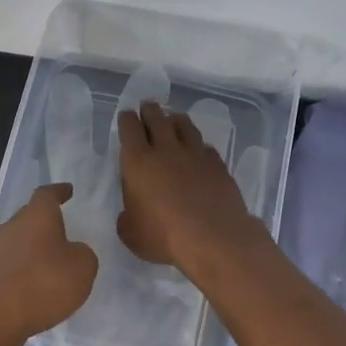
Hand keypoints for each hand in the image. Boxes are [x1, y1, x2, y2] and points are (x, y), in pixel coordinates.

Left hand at [0, 182, 98, 344]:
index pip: (47, 194)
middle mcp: (12, 226)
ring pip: (19, 241)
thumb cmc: (44, 284)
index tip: (68, 191)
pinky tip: (35, 286)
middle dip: (46, 222)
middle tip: (63, 231)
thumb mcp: (83, 267)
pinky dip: (24, 270)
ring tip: (51, 263)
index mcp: (37, 215)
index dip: (59, 191)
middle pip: (30, 216)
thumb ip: (83, 254)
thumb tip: (72, 252)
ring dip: (34, 248)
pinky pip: (11, 264)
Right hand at [117, 101, 270, 272]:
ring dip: (175, 120)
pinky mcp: (218, 164)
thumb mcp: (131, 233)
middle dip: (150, 110)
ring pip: (184, 125)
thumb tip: (131, 213)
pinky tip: (199, 151)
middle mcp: (166, 149)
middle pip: (157, 118)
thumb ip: (127, 217)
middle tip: (148, 107)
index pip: (129, 128)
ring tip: (173, 120)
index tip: (127, 117)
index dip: (127, 119)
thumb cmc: (164, 236)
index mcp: (138, 161)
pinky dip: (198, 145)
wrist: (214, 237)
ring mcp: (195, 154)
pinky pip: (205, 146)